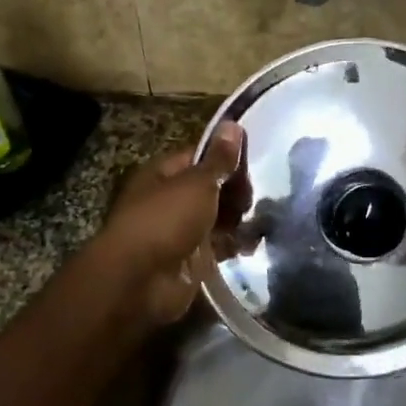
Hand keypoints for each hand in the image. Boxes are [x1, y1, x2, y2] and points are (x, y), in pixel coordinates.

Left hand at [91, 122, 243, 327]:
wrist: (140, 280)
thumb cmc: (165, 220)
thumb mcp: (197, 183)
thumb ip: (219, 159)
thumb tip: (232, 124)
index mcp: (164, 174)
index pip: (201, 157)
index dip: (227, 158)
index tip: (254, 164)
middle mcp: (171, 199)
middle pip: (212, 188)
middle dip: (236, 191)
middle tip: (257, 197)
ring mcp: (182, 231)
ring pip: (219, 218)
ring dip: (240, 218)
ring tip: (265, 219)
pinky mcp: (194, 260)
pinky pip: (221, 246)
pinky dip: (237, 244)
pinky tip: (255, 243)